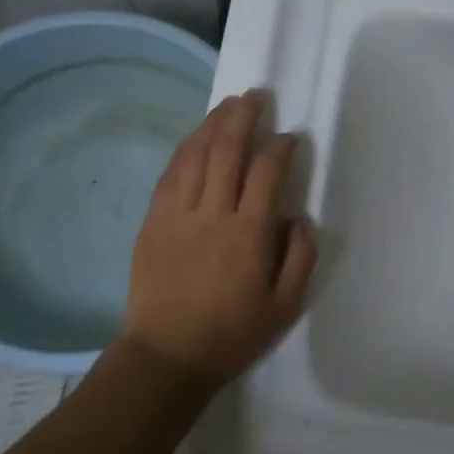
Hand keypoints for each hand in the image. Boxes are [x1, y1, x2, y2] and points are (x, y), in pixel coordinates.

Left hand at [121, 90, 316, 384]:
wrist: (167, 356)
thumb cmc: (232, 334)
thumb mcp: (285, 306)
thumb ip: (300, 257)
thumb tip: (297, 217)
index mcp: (249, 235)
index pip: (267, 173)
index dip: (281, 147)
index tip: (290, 138)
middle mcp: (212, 215)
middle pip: (227, 151)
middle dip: (244, 118)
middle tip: (256, 97)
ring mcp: (176, 215)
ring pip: (194, 155)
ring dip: (212, 124)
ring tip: (228, 104)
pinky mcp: (152, 222)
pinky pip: (169, 174)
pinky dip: (185, 149)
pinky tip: (196, 138)